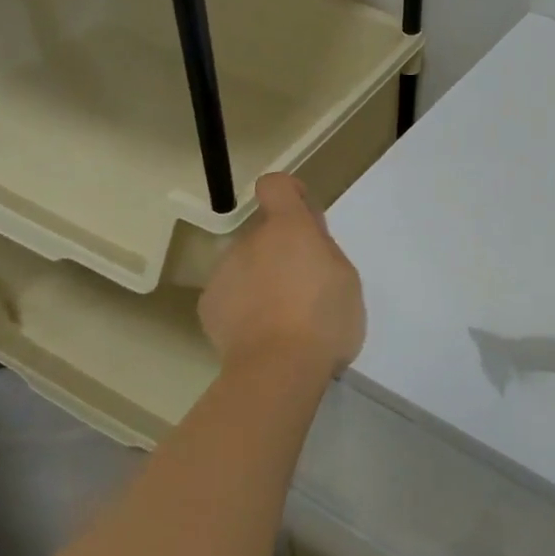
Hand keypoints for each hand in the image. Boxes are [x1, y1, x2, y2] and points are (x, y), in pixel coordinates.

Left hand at [198, 173, 364, 374]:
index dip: (290, 193)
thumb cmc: (324, 320)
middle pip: (265, 233)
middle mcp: (250, 241)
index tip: (305, 216)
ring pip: (247, 265)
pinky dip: (244, 307)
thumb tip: (307, 243)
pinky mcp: (208, 305)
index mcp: (288, 228)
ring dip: (262, 279)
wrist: (277, 369)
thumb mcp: (346, 279)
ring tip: (282, 319)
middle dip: (282, 251)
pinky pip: (231, 294)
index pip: (276, 185)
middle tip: (305, 288)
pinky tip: (261, 334)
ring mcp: (224, 272)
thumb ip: (324, 251)